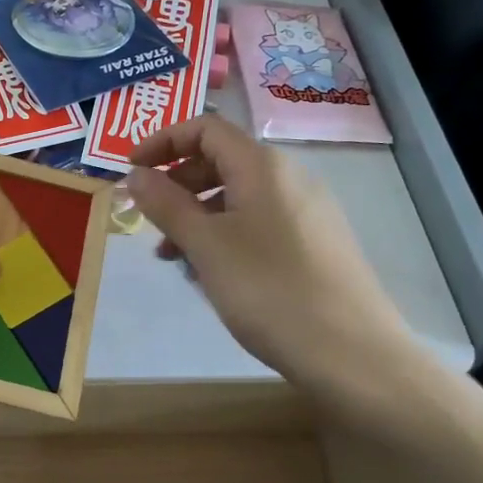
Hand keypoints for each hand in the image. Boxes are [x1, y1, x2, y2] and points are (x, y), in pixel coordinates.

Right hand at [126, 115, 417, 407]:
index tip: (131, 170)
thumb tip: (136, 174)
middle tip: (148, 220)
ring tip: (173, 257)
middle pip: (220, 160)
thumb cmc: (268, 290)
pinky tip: (211, 273)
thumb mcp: (206, 245)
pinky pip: (257, 223)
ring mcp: (306, 211)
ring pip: (237, 197)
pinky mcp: (314, 244)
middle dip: (176, 184)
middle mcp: (289, 178)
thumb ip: (166, 204)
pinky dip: (224, 235)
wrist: (351, 353)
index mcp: (263, 167)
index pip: (205, 128)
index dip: (162, 141)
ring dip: (196, 216)